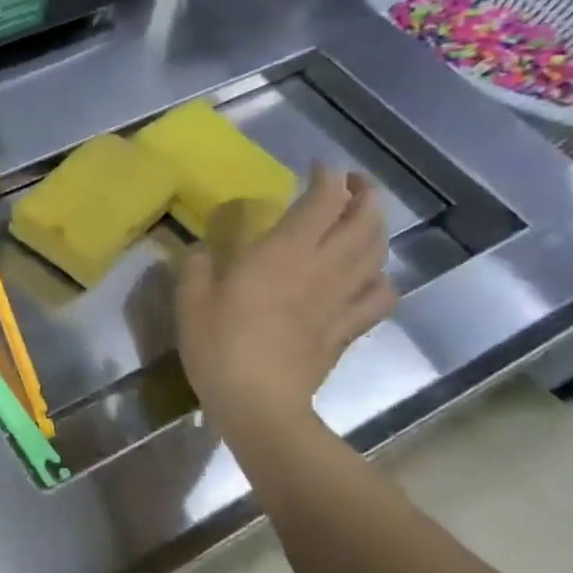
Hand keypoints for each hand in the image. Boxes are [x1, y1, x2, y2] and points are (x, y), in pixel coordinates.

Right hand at [178, 164, 395, 435]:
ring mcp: (340, 300)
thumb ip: (197, 268)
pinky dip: (381, 278)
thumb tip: (202, 251)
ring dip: (377, 229)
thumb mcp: (191, 302)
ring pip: (378, 253)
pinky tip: (369, 277)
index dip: (327, 178)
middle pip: (364, 220)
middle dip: (364, 194)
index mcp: (283, 254)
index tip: (317, 168)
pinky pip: (379, 296)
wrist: (259, 404)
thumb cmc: (219, 347)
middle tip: (351, 185)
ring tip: (363, 221)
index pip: (322, 202)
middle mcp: (321, 268)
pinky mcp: (347, 329)